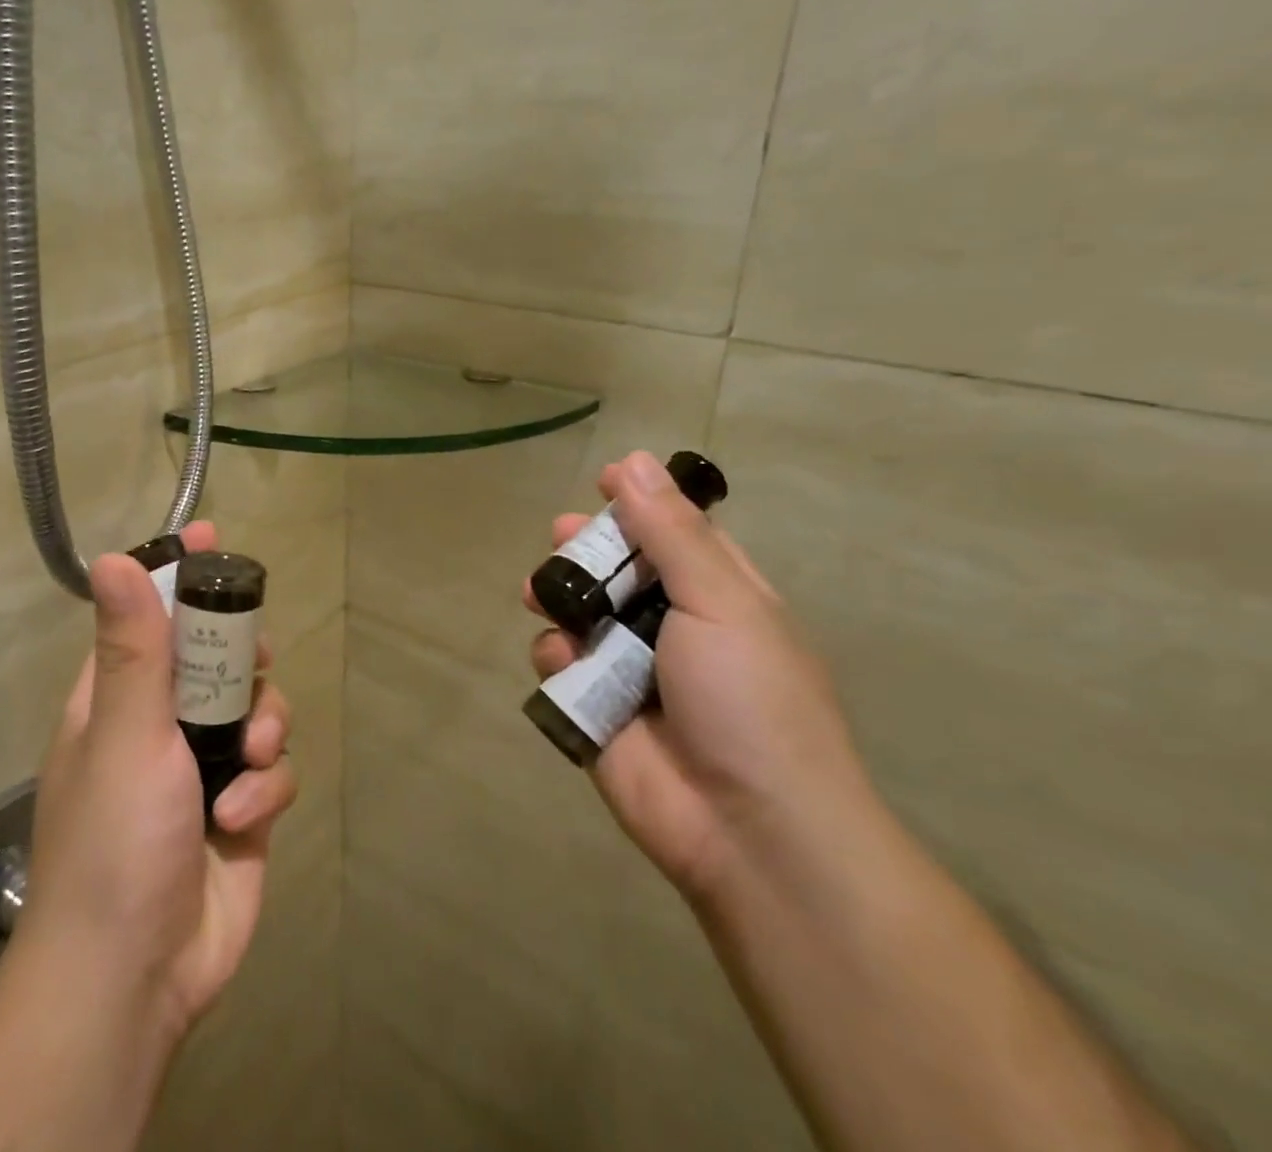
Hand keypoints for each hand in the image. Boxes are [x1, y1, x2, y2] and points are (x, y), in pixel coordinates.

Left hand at [15, 521, 298, 1047]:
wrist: (135, 976)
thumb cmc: (116, 839)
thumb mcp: (123, 733)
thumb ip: (131, 647)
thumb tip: (113, 558)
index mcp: (120, 698)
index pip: (151, 615)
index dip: (180, 574)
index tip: (211, 536)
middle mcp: (163, 725)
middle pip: (221, 656)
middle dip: (244, 658)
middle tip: (256, 661)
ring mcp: (206, 768)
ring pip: (259, 710)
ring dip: (264, 728)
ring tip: (250, 758)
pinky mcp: (244, 809)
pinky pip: (274, 770)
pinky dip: (266, 786)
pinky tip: (243, 817)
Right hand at [525, 452, 871, 903]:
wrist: (749, 830)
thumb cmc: (749, 699)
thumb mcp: (721, 601)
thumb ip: (671, 533)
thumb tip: (635, 460)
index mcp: (720, 596)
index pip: (677, 533)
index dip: (642, 504)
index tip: (605, 481)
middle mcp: (673, 626)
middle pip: (618, 569)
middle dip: (586, 549)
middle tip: (563, 535)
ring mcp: (630, 669)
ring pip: (579, 612)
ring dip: (559, 596)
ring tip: (541, 594)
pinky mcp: (592, 707)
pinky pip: (559, 662)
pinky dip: (555, 655)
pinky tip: (564, 661)